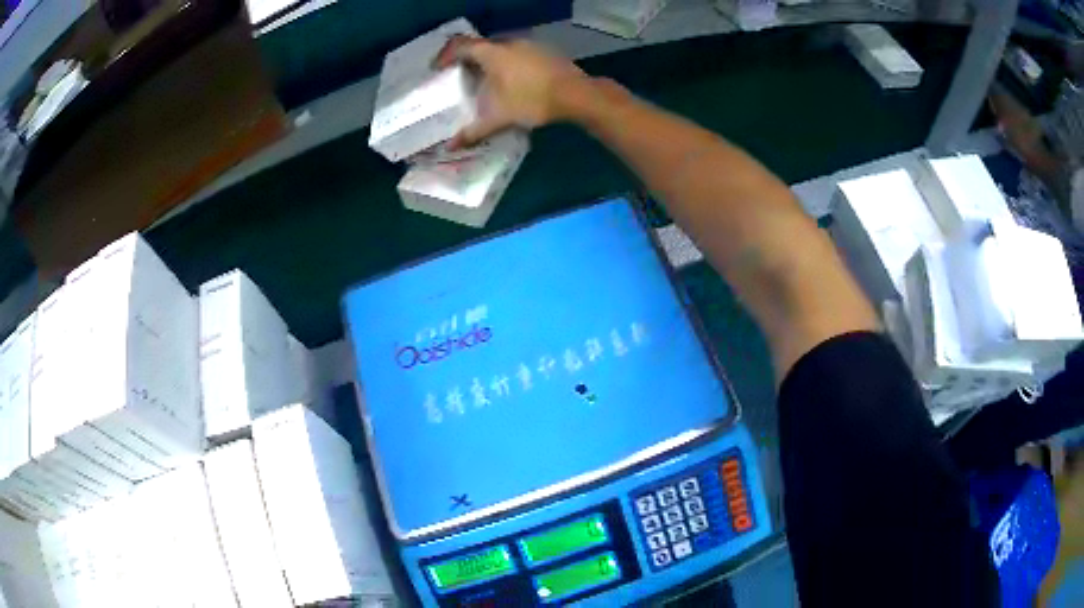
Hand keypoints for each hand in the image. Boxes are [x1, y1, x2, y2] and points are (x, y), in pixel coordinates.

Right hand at [434, 36, 591, 148]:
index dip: (445, 56)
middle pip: (480, 46)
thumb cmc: (532, 100)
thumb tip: (451, 146)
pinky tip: (511, 82)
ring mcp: (529, 45)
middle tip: (458, 77)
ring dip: (488, 62)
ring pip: (500, 49)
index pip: (460, 46)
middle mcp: (509, 43)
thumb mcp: (499, 117)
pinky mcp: (544, 52)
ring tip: (483, 81)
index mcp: (492, 53)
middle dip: (466, 60)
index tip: (438, 69)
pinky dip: (506, 64)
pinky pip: (517, 54)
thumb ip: (473, 131)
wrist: (577, 95)